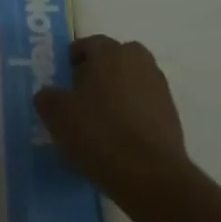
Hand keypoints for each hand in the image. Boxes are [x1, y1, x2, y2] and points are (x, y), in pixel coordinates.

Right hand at [34, 35, 188, 201]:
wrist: (151, 177)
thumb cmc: (99, 134)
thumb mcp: (57, 115)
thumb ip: (48, 97)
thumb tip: (49, 94)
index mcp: (111, 52)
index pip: (89, 43)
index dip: (73, 59)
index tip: (63, 79)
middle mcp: (139, 62)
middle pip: (115, 59)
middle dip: (99, 72)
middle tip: (82, 96)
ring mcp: (159, 88)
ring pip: (132, 81)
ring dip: (118, 93)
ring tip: (100, 121)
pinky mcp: (172, 117)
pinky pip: (145, 106)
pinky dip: (132, 115)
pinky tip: (119, 139)